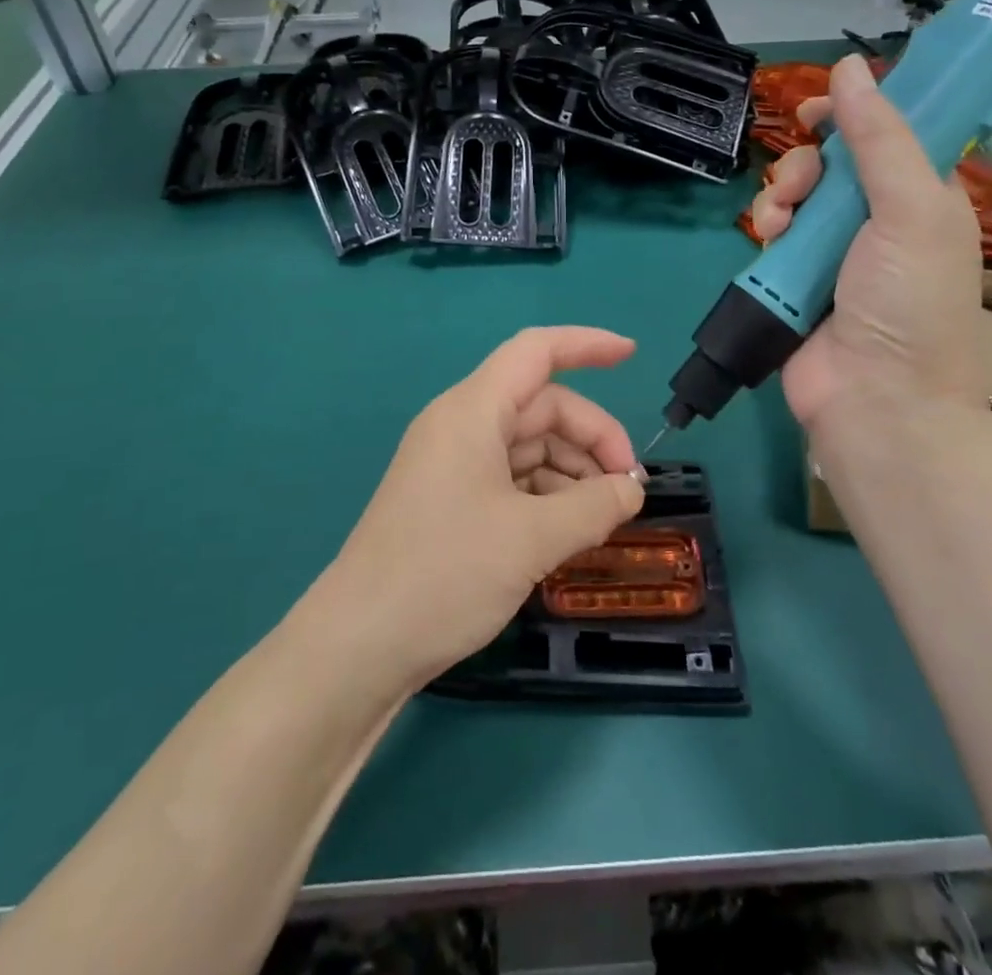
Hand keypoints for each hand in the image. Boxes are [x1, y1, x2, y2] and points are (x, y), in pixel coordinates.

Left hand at [322, 327, 645, 688]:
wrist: (359, 645)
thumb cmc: (445, 574)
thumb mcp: (533, 539)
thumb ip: (594, 507)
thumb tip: (631, 491)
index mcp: (472, 411)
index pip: (536, 352)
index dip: (587, 344)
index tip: (632, 355)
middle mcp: (462, 426)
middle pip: (542, 406)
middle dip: (592, 437)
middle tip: (629, 490)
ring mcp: (454, 464)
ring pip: (530, 446)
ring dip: (573, 473)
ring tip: (603, 520)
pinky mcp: (451, 501)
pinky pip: (512, 478)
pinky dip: (547, 496)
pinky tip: (570, 532)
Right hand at [749, 54, 985, 442]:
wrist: (875, 399)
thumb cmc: (909, 302)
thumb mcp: (910, 211)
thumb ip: (879, 138)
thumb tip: (850, 67)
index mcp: (922, 198)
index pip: (889, 135)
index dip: (854, 115)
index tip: (817, 110)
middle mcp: (879, 220)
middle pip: (831, 163)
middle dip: (806, 163)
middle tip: (802, 182)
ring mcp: (834, 252)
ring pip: (796, 196)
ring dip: (780, 196)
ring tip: (778, 222)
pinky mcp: (796, 279)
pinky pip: (774, 235)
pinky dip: (766, 230)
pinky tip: (767, 241)